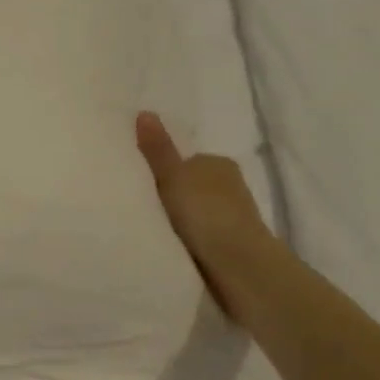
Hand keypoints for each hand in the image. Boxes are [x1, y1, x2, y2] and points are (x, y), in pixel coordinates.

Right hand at [136, 111, 273, 319]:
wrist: (239, 266)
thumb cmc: (205, 213)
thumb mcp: (172, 177)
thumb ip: (158, 150)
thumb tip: (144, 112)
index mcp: (219, 163)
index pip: (185, 161)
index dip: (163, 172)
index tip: (141, 186)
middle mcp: (230, 186)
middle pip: (191, 187)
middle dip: (172, 197)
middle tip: (141, 209)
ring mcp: (233, 217)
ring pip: (197, 212)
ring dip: (180, 221)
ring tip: (152, 231)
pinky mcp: (230, 244)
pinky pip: (200, 235)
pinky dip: (188, 240)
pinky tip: (171, 248)